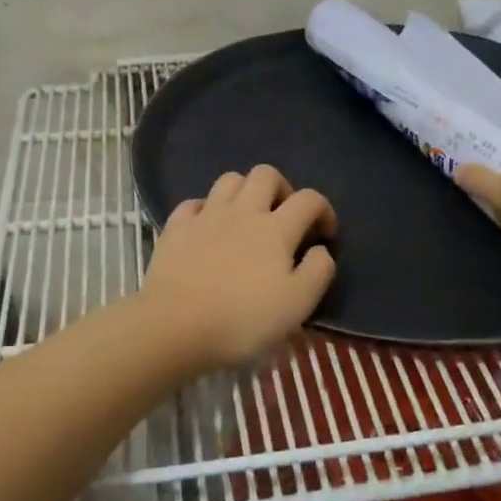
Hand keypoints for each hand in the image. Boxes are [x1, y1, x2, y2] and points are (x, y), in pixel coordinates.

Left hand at [139, 165, 336, 371]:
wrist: (174, 326)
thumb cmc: (242, 320)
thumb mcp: (297, 305)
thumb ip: (318, 272)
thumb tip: (321, 249)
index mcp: (276, 229)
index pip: (309, 200)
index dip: (324, 210)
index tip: (325, 233)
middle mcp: (243, 211)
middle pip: (266, 175)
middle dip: (282, 188)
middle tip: (284, 215)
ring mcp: (206, 216)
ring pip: (229, 180)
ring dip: (244, 190)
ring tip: (247, 216)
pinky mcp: (175, 227)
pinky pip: (193, 203)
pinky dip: (205, 208)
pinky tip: (207, 226)